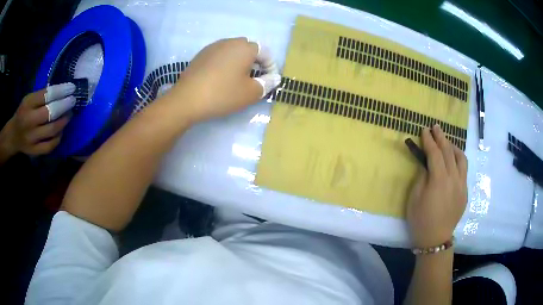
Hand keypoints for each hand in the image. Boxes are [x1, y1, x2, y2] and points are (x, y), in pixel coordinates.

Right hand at [2, 83, 75, 156]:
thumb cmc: (22, 113)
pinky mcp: (34, 152)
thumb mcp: (29, 99)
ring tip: (69, 114)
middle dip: (64, 106)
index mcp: (28, 104)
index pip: (47, 95)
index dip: (61, 91)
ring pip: (52, 130)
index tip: (72, 88)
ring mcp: (31, 139)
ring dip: (63, 122)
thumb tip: (61, 91)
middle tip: (73, 101)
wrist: (13, 136)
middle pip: (50, 113)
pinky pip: (50, 145)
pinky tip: (61, 131)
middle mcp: (29, 122)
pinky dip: (58, 138)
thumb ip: (41, 96)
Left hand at [167, 37, 280, 123]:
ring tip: (237, 79)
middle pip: (248, 48)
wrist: (187, 99)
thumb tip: (274, 78)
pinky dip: (225, 63)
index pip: (264, 52)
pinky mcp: (201, 55)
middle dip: (255, 62)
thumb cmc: (223, 94)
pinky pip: (219, 55)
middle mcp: (229, 42)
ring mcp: (213, 47)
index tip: (269, 81)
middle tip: (253, 79)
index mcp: (245, 47)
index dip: (270, 66)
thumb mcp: (250, 93)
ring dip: (239, 62)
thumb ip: (267, 83)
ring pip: (233, 51)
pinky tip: (220, 78)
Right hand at [406, 125, 467, 247]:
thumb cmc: (420, 220)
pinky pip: (464, 170)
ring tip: (446, 142)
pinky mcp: (465, 192)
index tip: (424, 130)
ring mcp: (462, 185)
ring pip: (461, 158)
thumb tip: (427, 164)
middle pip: (449, 152)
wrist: (435, 239)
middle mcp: (454, 179)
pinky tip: (453, 160)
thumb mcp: (414, 198)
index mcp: (439, 181)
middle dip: (441, 137)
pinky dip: (458, 160)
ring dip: (453, 147)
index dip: (429, 141)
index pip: (435, 154)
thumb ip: (422, 177)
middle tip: (435, 127)